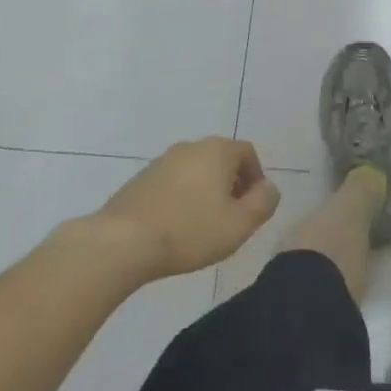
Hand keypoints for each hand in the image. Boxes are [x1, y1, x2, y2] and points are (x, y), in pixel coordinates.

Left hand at [92, 138, 279, 279]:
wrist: (121, 243)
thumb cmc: (190, 231)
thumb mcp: (240, 224)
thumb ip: (264, 202)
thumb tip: (269, 188)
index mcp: (217, 150)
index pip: (248, 154)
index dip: (256, 179)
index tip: (252, 207)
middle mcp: (190, 147)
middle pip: (221, 160)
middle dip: (231, 185)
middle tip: (231, 217)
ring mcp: (161, 162)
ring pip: (195, 172)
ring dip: (204, 192)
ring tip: (202, 226)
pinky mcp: (138, 180)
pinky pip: (172, 184)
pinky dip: (180, 199)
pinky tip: (175, 227)